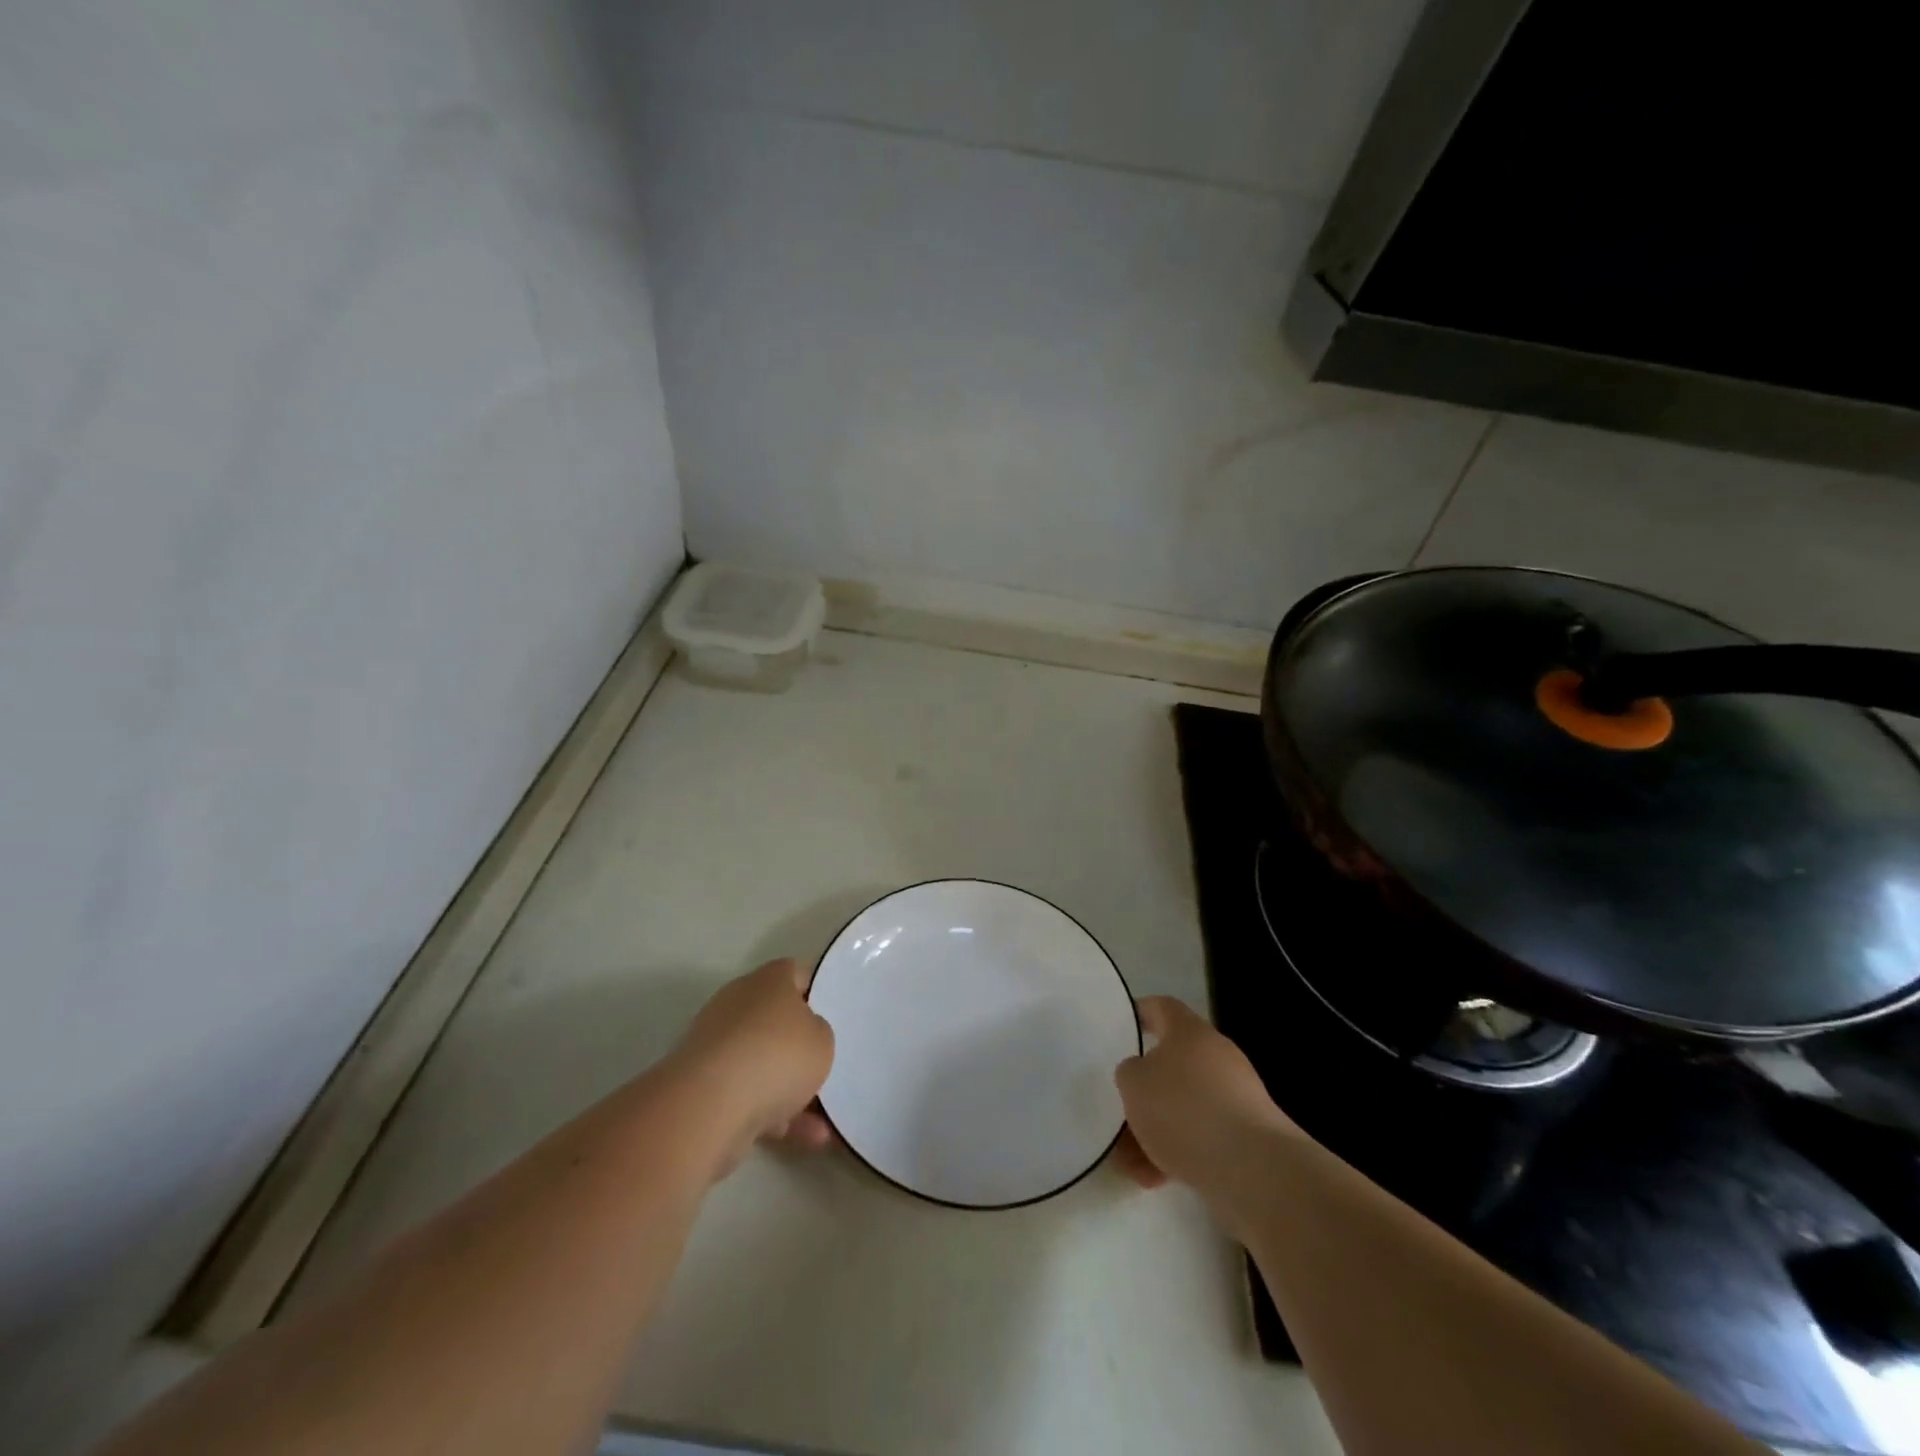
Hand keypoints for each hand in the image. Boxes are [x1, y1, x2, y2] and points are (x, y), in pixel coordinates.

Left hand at [667, 959, 835, 1174]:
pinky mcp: (706, 1088)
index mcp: (767, 981)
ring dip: (792, 1089)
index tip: (836, 1011)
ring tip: (826, 1117)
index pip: (795, 973)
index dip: (818, 989)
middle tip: (828, 1063)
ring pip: (763, 1063)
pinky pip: (750, 1096)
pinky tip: (809, 1139)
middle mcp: (739, 1005)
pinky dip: (776, 1115)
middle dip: (801, 1045)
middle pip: (777, 1020)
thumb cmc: (777, 1056)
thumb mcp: (822, 1040)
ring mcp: (718, 1047)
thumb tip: (805, 1035)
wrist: (710, 1107)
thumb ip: (819, 1033)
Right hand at [1112, 996, 1301, 1221]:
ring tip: (1128, 1162)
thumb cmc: (1185, 1110)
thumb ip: (1129, 1073)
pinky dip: (1177, 1154)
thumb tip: (1142, 1075)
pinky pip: (1202, 1138)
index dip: (1140, 1013)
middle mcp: (1216, 1057)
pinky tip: (1154, 1179)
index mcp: (1190, 1032)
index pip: (1162, 1008)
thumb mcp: (1134, 1084)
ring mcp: (1236, 1098)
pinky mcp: (1247, 1138)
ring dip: (1156, 1131)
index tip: (1121, 1026)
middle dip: (1144, 1092)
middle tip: (1119, 1112)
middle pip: (1171, 1065)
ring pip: (1184, 1107)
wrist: (1254, 1169)